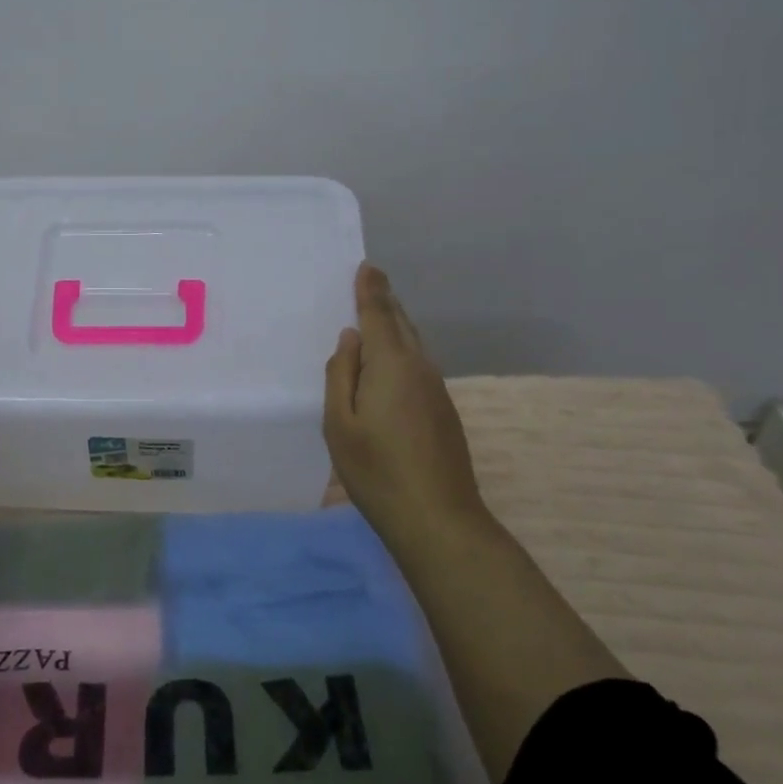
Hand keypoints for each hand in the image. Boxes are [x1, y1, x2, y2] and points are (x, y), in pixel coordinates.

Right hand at [323, 263, 484, 536]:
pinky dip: (402, 351)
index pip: (379, 314)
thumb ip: (341, 375)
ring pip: (413, 344)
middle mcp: (419, 367)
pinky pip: (418, 365)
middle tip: (369, 282)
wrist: (437, 517)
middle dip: (385, 301)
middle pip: (401, 324)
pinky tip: (389, 364)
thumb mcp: (339, 424)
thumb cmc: (376, 470)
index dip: (371, 289)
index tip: (367, 266)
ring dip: (395, 325)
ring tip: (375, 316)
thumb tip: (351, 338)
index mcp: (391, 364)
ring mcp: (436, 389)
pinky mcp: (443, 409)